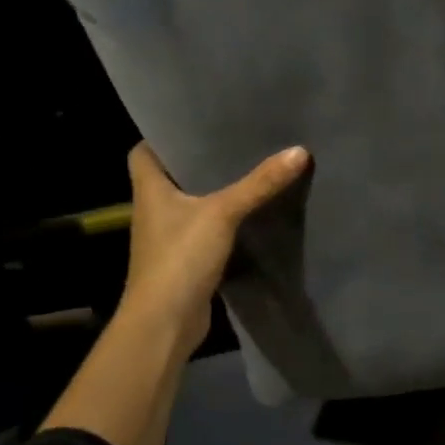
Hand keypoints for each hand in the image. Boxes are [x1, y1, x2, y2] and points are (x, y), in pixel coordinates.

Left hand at [118, 141, 309, 354]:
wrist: (164, 324)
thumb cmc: (179, 258)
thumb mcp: (223, 213)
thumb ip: (259, 183)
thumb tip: (299, 150)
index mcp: (150, 189)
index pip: (145, 150)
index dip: (164, 134)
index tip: (195, 120)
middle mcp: (155, 209)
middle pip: (174, 174)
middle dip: (200, 158)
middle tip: (235, 135)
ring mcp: (170, 236)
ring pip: (193, 202)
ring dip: (215, 189)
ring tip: (250, 165)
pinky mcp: (188, 258)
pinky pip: (208, 228)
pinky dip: (225, 219)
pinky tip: (252, 209)